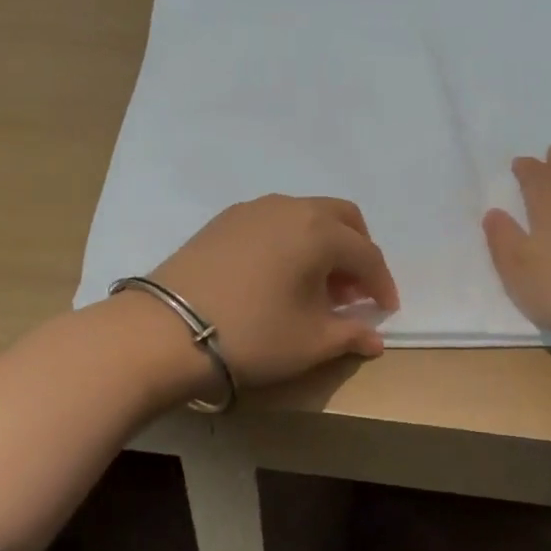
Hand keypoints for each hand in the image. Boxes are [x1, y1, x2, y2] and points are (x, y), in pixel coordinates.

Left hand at [146, 195, 400, 388]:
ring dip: (324, 245)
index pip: (367, 254)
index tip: (386, 310)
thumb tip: (375, 338)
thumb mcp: (310, 342)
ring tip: (316, 286)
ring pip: (307, 216)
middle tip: (354, 291)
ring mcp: (254, 209)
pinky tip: (279, 275)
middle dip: (358, 251)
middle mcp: (291, 208)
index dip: (382, 283)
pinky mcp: (224, 220)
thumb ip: (350, 334)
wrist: (164, 330)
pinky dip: (292, 241)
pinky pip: (275, 221)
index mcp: (319, 231)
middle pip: (342, 219)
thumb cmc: (252, 334)